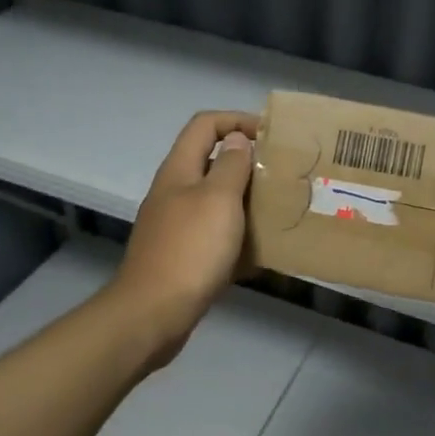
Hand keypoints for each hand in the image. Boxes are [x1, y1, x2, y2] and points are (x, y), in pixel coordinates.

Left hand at [107, 110, 258, 372]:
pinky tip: (262, 251)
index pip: (205, 124)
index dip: (237, 120)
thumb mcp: (217, 199)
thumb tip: (237, 139)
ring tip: (279, 209)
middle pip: (210, 161)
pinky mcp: (182, 257)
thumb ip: (230, 165)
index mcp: (179, 170)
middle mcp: (174, 192)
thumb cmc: (190, 250)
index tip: (272, 136)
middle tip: (282, 174)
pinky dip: (238, 236)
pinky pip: (215, 236)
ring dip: (246, 200)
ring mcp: (175, 226)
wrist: (152, 314)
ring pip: (215, 201)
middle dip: (247, 162)